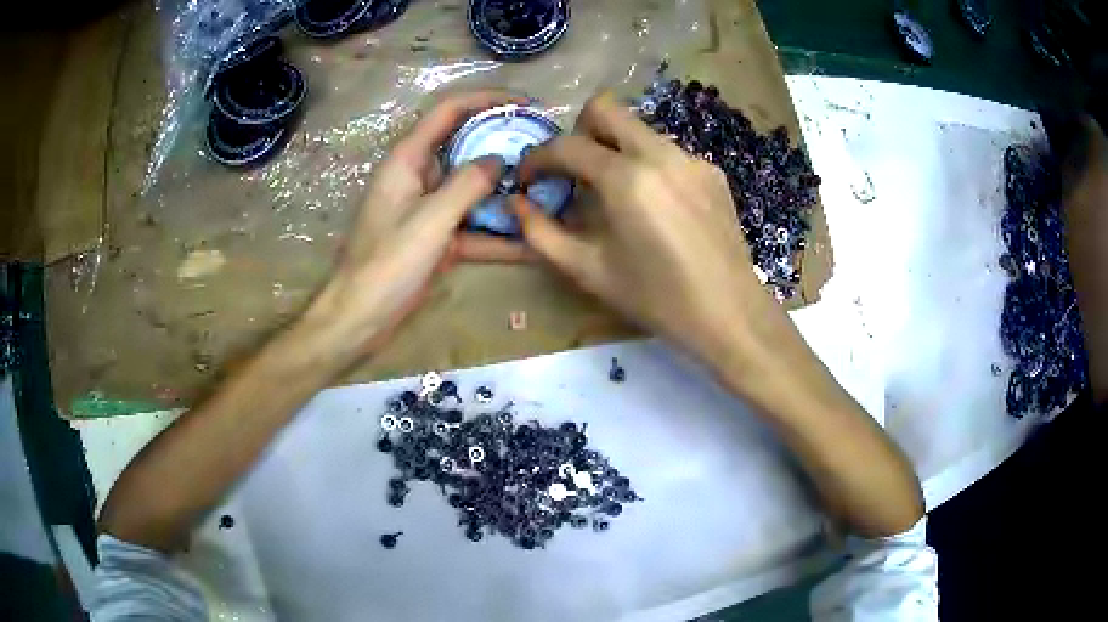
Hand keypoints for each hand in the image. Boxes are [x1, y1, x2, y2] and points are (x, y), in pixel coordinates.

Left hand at [302, 91, 527, 359]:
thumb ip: (467, 184)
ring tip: (549, 189)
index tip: (526, 103)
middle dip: (505, 145)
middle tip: (546, 147)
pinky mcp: (438, 239)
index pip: (449, 111)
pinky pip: (473, 228)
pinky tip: (534, 243)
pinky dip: (499, 235)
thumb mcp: (430, 220)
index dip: (487, 99)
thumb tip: (501, 160)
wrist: (361, 317)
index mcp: (408, 159)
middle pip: (466, 147)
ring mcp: (430, 209)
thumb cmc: (387, 263)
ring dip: (507, 191)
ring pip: (474, 190)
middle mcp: (420, 177)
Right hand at [514, 92, 782, 373]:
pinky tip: (654, 205)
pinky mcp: (711, 171)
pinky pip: (667, 151)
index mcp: (627, 179)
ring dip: (614, 148)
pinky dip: (647, 165)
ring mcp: (691, 159)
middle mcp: (660, 154)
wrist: (729, 312)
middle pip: (606, 108)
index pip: (567, 146)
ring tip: (614, 193)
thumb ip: (541, 234)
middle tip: (572, 169)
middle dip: (578, 131)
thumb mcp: (588, 271)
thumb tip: (516, 203)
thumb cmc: (656, 298)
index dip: (537, 159)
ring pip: (639, 129)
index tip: (528, 179)